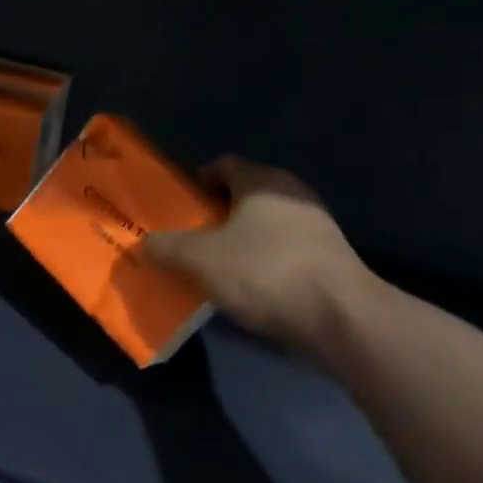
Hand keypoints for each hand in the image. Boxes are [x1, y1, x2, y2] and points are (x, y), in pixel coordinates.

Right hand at [145, 157, 378, 357]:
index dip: (198, 181)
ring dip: (238, 241)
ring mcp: (316, 228)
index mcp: (262, 182)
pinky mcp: (328, 260)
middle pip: (244, 196)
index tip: (179, 205)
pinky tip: (245, 288)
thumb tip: (143, 244)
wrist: (339, 318)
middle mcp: (293, 195)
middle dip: (215, 215)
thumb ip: (166, 248)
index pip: (224, 165)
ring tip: (212, 266)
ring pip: (264, 226)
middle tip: (189, 237)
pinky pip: (282, 252)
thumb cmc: (264, 272)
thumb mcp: (199, 259)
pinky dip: (260, 263)